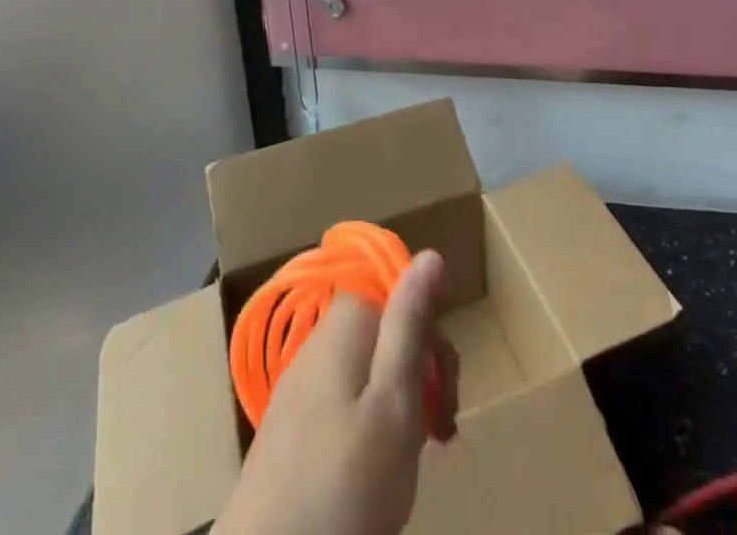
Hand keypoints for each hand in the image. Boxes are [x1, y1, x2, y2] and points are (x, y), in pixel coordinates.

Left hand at [214, 250, 460, 534]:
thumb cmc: (344, 483)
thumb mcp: (394, 401)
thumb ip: (410, 324)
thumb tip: (430, 252)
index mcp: (344, 326)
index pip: (397, 293)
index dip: (429, 332)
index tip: (446, 386)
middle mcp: (317, 345)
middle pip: (383, 332)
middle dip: (420, 371)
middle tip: (442, 431)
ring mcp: (299, 389)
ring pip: (366, 372)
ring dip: (399, 404)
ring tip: (414, 454)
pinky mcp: (289, 433)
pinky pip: (343, 406)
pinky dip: (370, 428)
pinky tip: (378, 469)